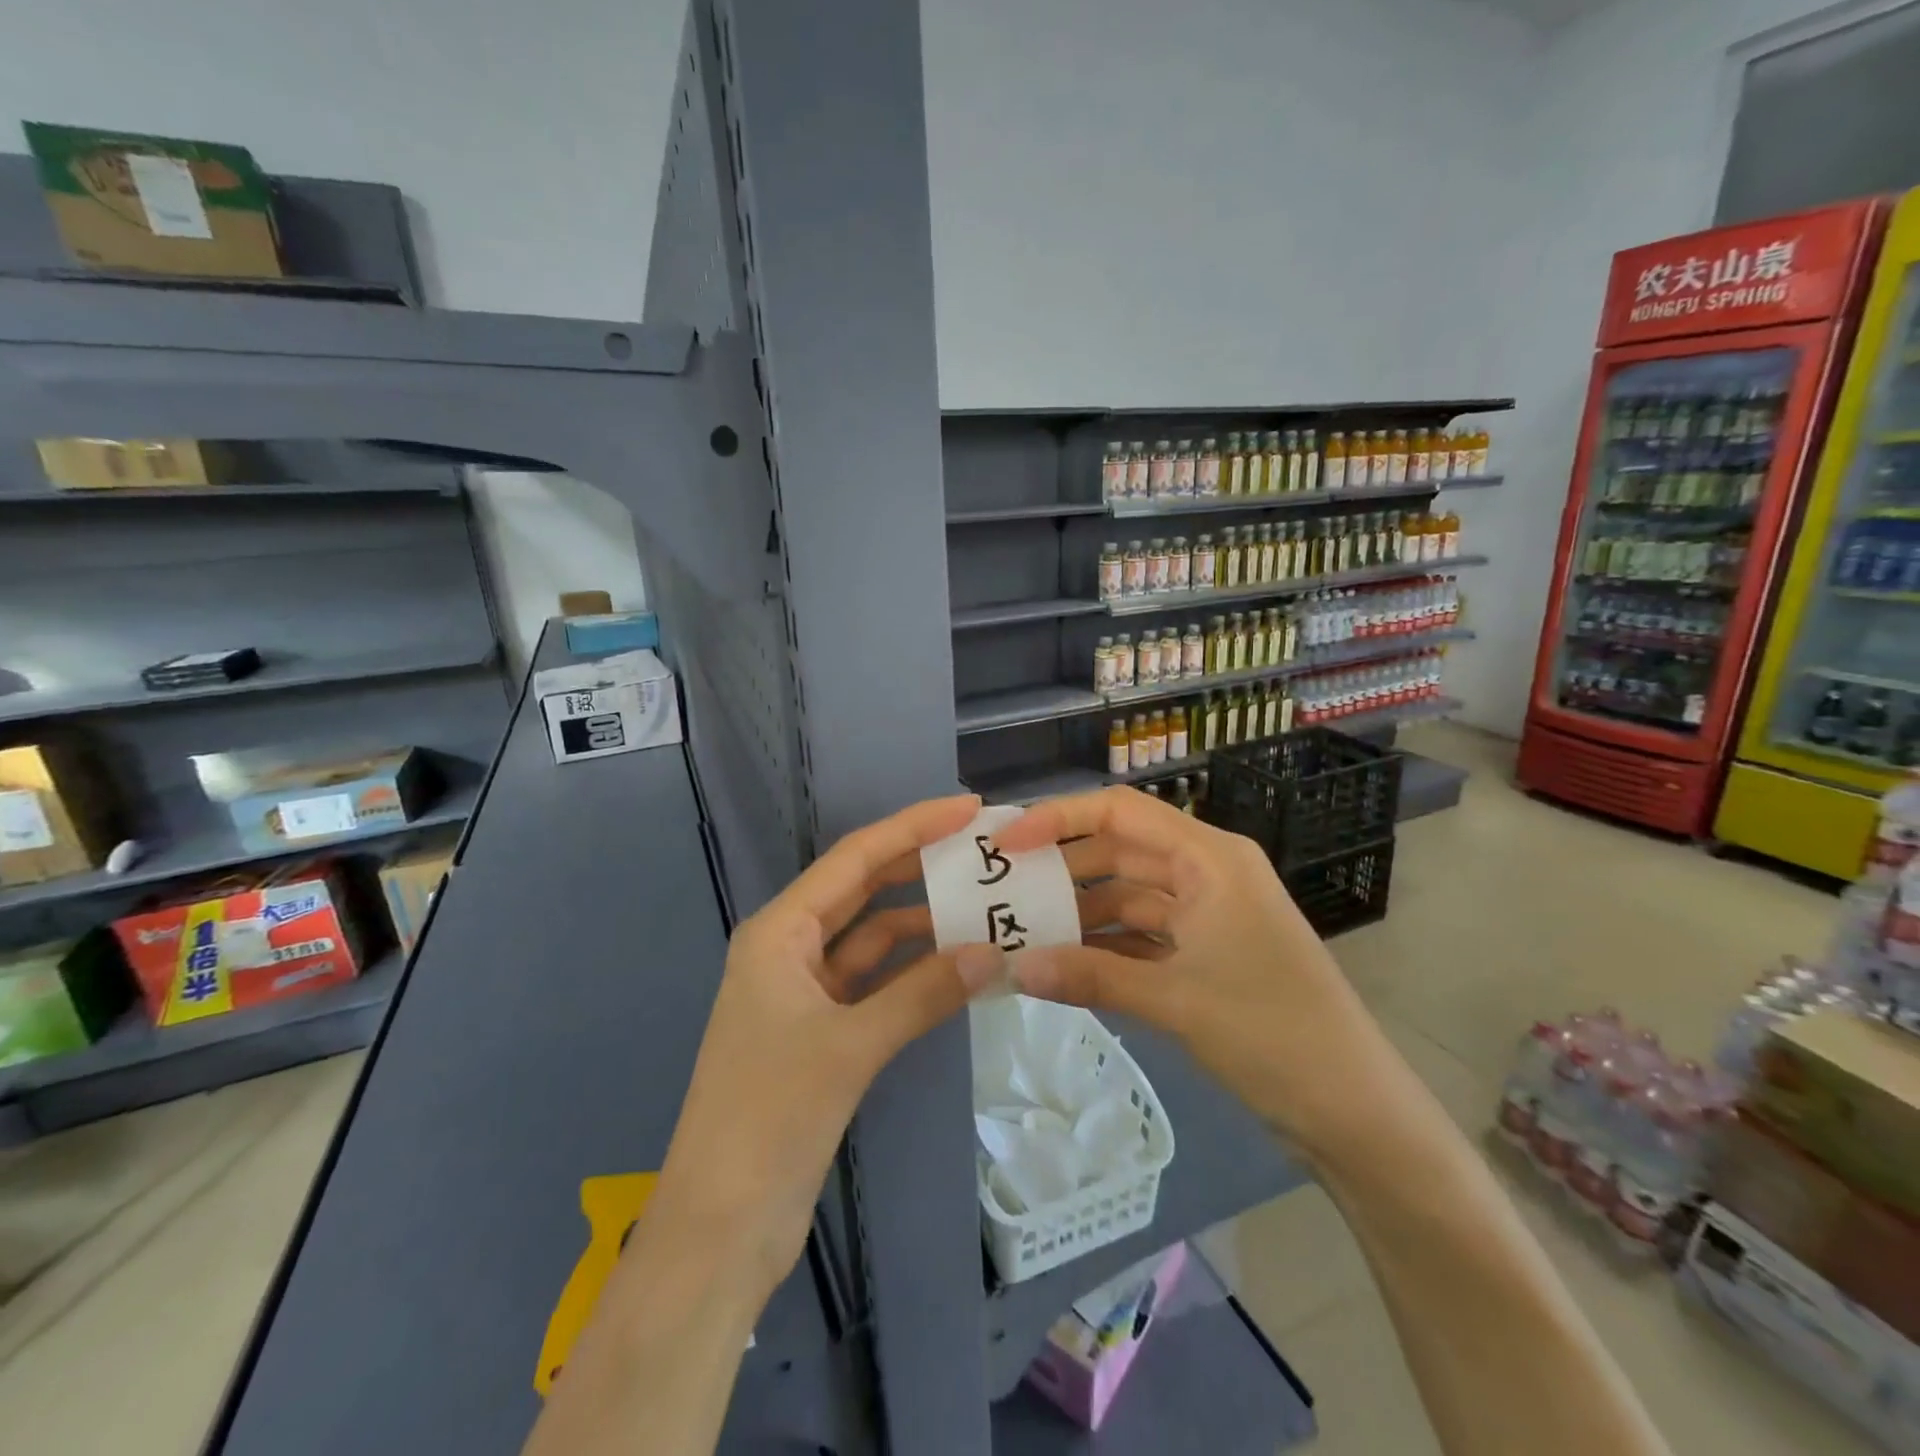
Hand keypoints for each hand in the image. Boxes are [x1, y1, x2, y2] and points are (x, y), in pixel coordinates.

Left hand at [650, 794, 1003, 1299]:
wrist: (720, 1228)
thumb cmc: (769, 1118)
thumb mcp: (850, 1047)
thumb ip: (924, 994)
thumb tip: (995, 953)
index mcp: (779, 932)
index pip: (854, 860)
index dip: (911, 827)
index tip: (965, 809)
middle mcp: (790, 950)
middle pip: (863, 891)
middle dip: (918, 867)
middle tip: (980, 848)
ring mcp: (806, 993)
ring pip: (873, 941)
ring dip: (923, 927)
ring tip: (985, 909)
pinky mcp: (822, 1033)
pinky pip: (876, 985)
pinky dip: (914, 975)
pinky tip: (958, 969)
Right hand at [995, 786, 1393, 1160]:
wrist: (1354, 1111)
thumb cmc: (1273, 1033)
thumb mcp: (1174, 1000)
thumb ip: (1088, 977)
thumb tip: (1011, 969)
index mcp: (1210, 858)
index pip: (1121, 812)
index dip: (1059, 817)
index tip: (1007, 842)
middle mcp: (1207, 872)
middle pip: (1120, 850)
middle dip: (1063, 867)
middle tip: (1003, 887)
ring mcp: (1208, 914)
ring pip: (1129, 895)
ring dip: (1081, 912)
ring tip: (1023, 930)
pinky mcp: (1207, 953)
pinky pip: (1143, 934)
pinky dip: (1106, 945)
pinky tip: (1064, 963)